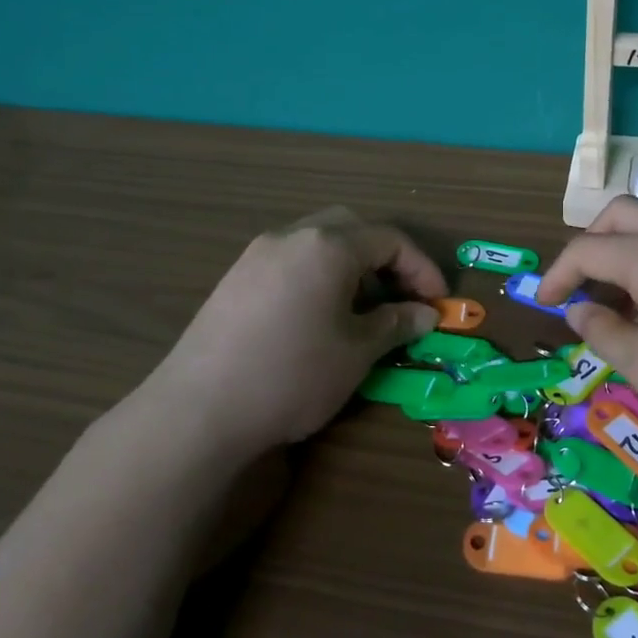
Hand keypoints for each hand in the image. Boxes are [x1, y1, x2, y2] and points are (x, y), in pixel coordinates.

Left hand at [147, 208, 446, 458]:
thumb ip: (396, 324)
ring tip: (362, 308)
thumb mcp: (357, 352)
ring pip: (318, 242)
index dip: (422, 269)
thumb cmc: (293, 374)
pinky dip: (318, 275)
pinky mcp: (234, 278)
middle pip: (352, 228)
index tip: (438, 304)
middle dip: (385, 257)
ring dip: (350, 265)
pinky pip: (290, 260)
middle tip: (401, 297)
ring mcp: (257, 254)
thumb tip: (425, 314)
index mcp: (328, 246)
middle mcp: (291, 236)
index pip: (390, 240)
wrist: (199, 409)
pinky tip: (318, 316)